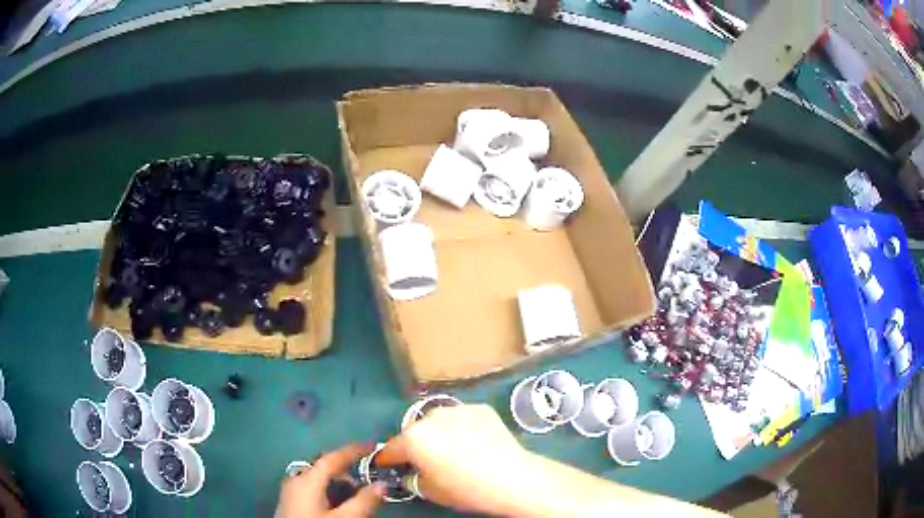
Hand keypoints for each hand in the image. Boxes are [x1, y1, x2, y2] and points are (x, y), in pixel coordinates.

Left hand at [276, 444, 385, 517]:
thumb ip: (363, 501)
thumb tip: (383, 484)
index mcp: (307, 480)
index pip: (332, 458)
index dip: (353, 451)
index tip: (373, 446)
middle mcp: (296, 480)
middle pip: (324, 469)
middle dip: (348, 472)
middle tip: (369, 480)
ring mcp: (290, 492)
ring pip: (318, 480)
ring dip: (339, 485)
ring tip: (356, 497)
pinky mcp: (290, 503)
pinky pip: (312, 490)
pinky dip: (329, 492)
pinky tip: (338, 505)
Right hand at [376, 404, 531, 515]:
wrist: (512, 478)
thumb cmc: (465, 489)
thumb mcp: (429, 491)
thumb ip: (412, 478)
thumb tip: (410, 473)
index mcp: (413, 437)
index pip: (392, 448)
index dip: (388, 459)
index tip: (387, 465)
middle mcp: (431, 417)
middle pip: (415, 431)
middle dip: (416, 444)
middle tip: (427, 460)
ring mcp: (458, 409)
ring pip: (438, 421)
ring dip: (439, 432)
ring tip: (453, 449)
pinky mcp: (481, 408)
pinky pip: (462, 418)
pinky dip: (462, 427)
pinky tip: (474, 442)